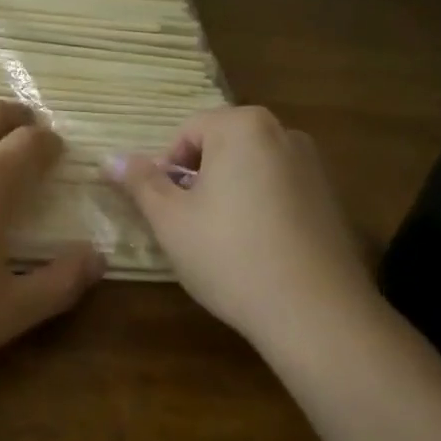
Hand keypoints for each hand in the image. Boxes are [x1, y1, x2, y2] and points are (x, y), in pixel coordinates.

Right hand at [108, 106, 379, 345]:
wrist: (316, 314)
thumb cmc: (230, 255)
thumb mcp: (170, 219)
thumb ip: (140, 182)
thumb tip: (109, 159)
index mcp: (243, 126)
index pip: (187, 132)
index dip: (167, 170)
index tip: (167, 211)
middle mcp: (283, 133)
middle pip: (221, 147)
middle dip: (199, 181)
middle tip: (189, 226)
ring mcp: (314, 166)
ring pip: (251, 170)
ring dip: (228, 195)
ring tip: (222, 242)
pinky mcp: (331, 200)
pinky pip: (280, 191)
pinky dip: (261, 210)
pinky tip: (257, 252)